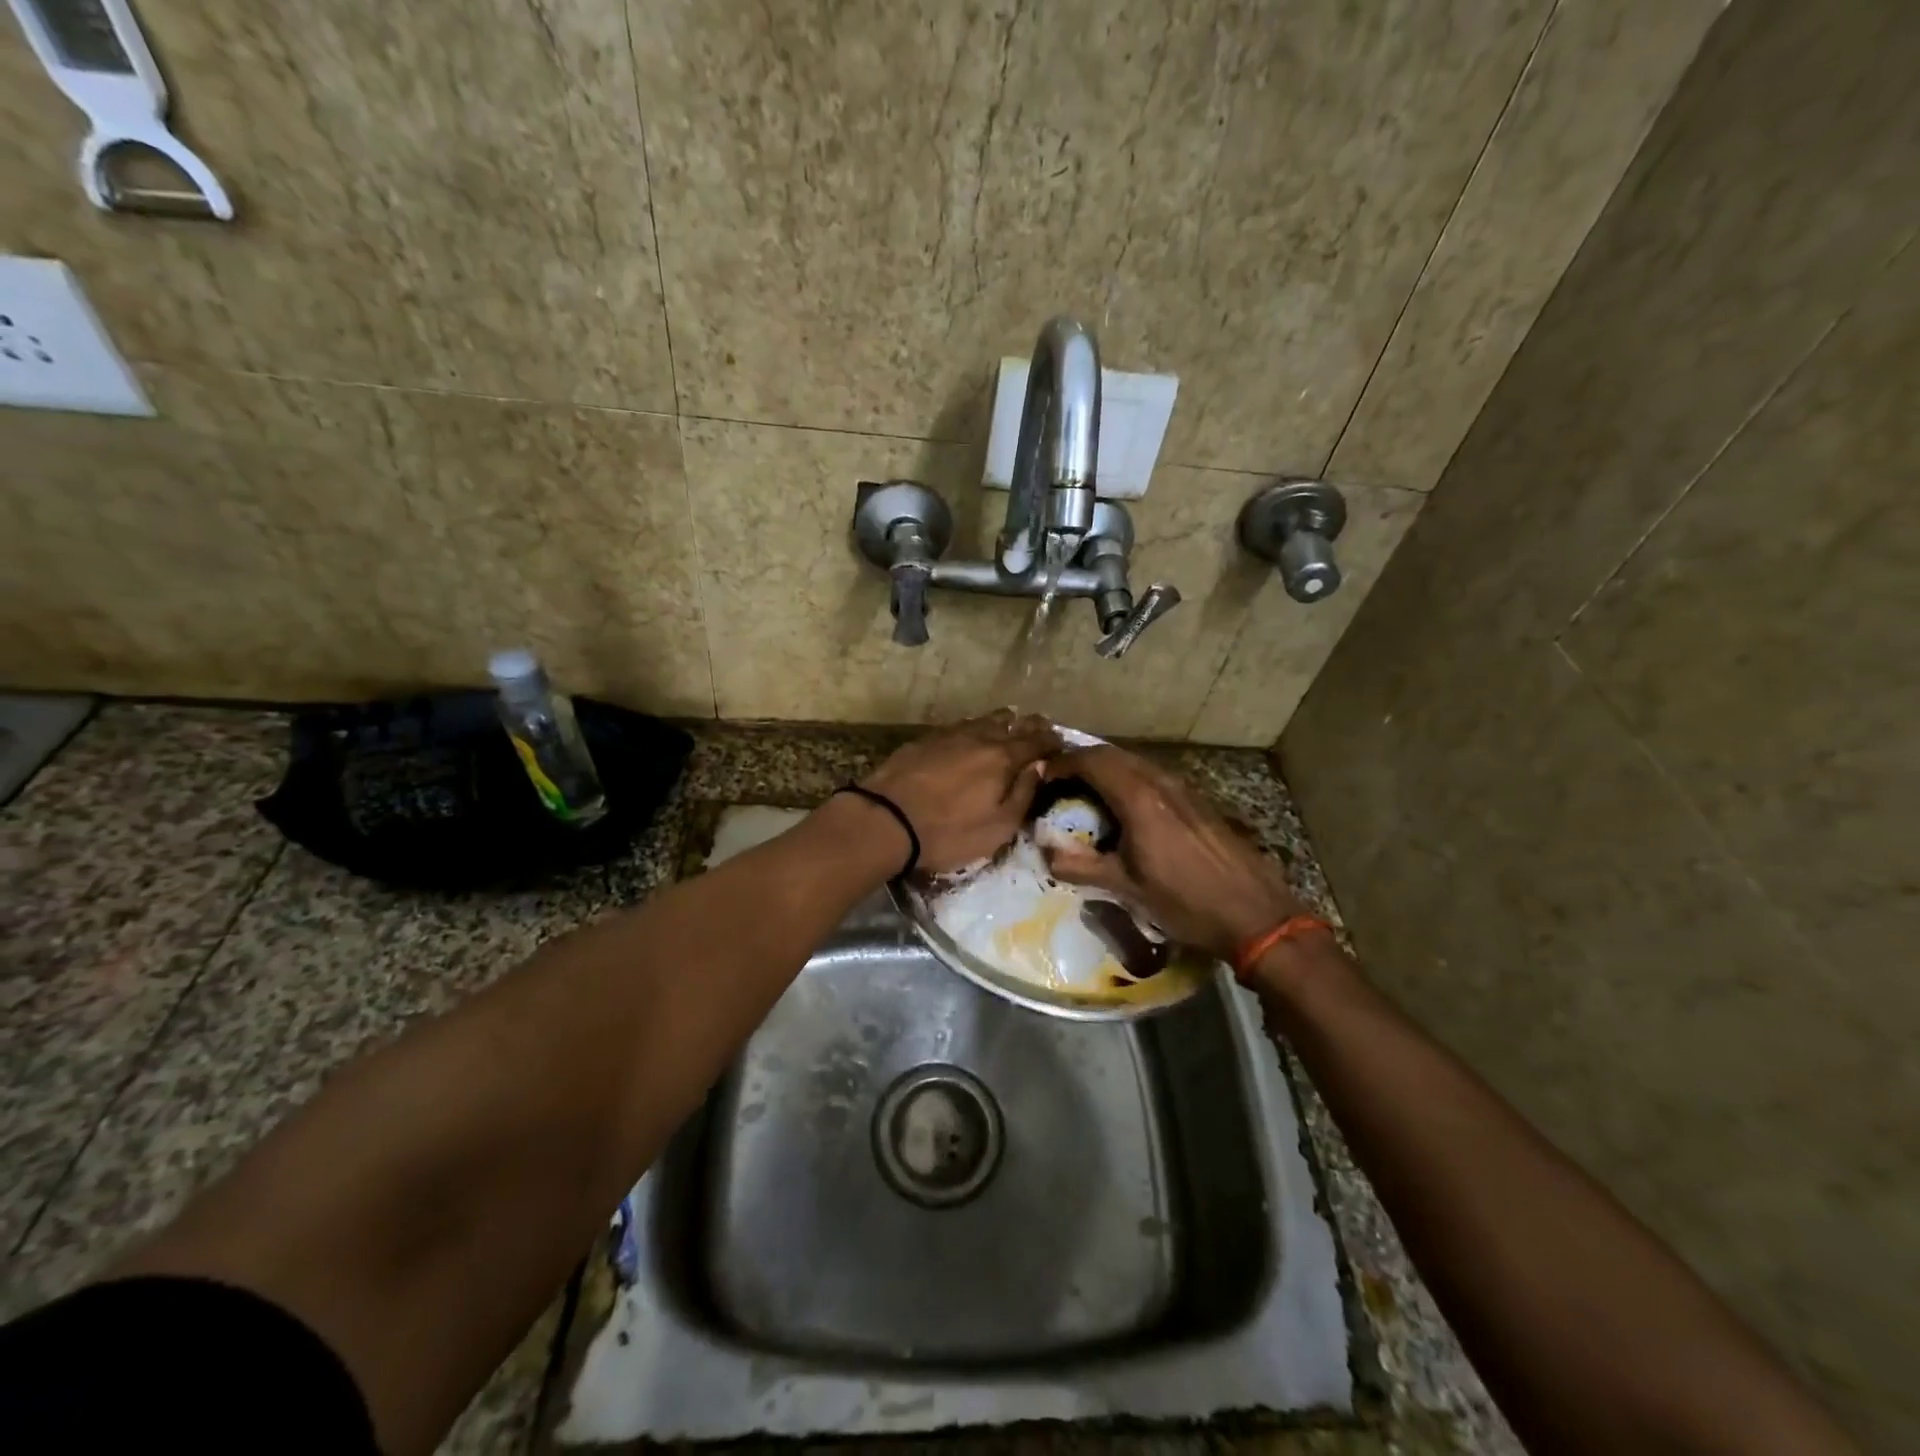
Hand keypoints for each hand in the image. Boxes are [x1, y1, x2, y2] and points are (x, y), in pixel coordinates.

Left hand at [862, 711, 1059, 873]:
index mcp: (1003, 757)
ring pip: (983, 720)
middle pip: (1012, 722)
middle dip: (1029, 726)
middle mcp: (979, 737)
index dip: (1052, 742)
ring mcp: (948, 734)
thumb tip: (1039, 767)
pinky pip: (958, 727)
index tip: (1061, 745)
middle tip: (1039, 733)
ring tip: (1006, 730)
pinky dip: (972, 730)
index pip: (1037, 741)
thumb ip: (1023, 794)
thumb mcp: (997, 827)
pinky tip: (968, 740)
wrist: (885, 820)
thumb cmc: (948, 832)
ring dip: (1000, 724)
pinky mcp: (923, 740)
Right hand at [1042, 745, 1304, 957]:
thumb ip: (1081, 867)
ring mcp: (1184, 789)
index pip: (1092, 761)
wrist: (1256, 915)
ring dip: (1106, 768)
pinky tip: (1124, 807)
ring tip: (1084, 790)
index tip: (1041, 776)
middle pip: (1113, 754)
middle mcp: (1161, 783)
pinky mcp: (1197, 801)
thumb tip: (1044, 852)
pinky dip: (1128, 779)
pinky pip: (1153, 775)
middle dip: (1081, 760)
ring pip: (1135, 762)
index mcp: (1139, 799)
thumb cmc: (1186, 903)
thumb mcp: (1127, 889)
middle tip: (1058, 779)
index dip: (1062, 763)